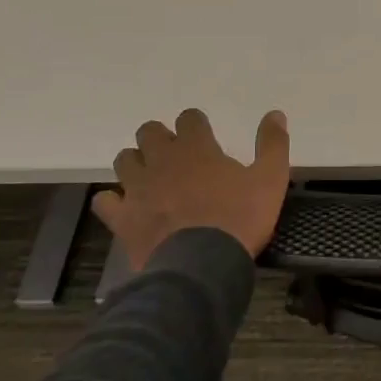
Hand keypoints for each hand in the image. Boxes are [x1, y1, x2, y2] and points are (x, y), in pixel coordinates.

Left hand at [94, 109, 290, 267]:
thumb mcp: (270, 179)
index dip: (195, 123)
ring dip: (137, 163)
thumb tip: (275, 113)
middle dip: (160, 138)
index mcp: (197, 148)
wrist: (202, 266)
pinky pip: (106, 201)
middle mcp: (162, 161)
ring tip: (152, 176)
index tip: (204, 134)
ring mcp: (138, 189)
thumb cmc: (239, 218)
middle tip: (176, 155)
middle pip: (149, 132)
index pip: (188, 118)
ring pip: (125, 160)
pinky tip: (127, 207)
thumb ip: (273, 144)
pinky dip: (114, 200)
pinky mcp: (122, 218)